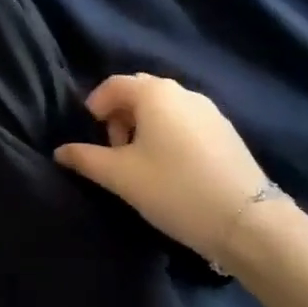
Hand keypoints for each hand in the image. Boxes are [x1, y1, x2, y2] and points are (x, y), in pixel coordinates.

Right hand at [55, 74, 280, 262]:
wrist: (247, 221)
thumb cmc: (174, 189)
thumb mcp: (121, 176)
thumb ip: (86, 159)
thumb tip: (60, 151)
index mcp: (154, 93)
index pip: (113, 85)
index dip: (95, 105)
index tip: (91, 136)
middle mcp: (182, 92)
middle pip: (139, 92)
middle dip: (120, 116)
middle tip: (115, 151)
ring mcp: (209, 110)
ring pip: (164, 108)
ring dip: (144, 126)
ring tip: (142, 164)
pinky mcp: (226, 132)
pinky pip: (185, 121)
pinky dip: (169, 134)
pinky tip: (171, 169)